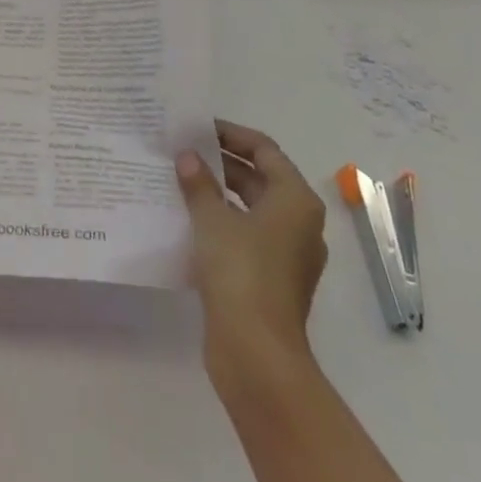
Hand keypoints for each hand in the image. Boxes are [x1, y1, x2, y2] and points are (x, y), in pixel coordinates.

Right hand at [176, 121, 327, 386]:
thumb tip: (187, 157)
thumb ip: (199, 184)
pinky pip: (247, 235)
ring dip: (219, 193)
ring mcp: (288, 253)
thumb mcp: (213, 221)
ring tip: (180, 180)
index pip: (264, 150)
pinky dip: (222, 222)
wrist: (257, 354)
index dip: (231, 134)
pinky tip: (189, 220)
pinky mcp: (272, 278)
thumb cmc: (241, 274)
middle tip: (183, 151)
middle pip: (260, 178)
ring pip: (252, 208)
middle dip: (222, 163)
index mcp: (296, 200)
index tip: (198, 127)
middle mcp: (299, 222)